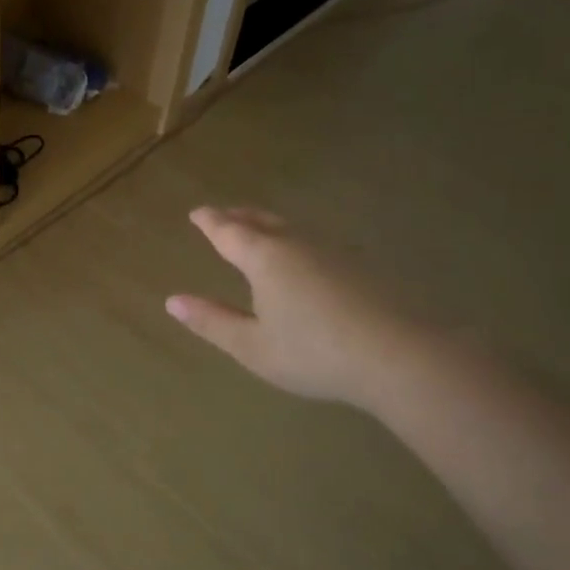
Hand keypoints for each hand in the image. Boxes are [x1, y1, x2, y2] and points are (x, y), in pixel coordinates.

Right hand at [166, 207, 388, 406]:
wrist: (397, 355)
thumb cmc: (313, 353)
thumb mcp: (252, 346)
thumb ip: (212, 322)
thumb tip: (172, 301)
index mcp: (264, 258)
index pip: (229, 232)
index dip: (210, 222)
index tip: (197, 213)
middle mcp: (296, 244)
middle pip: (262, 221)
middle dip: (239, 216)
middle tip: (224, 214)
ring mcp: (332, 251)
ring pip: (292, 228)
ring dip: (269, 225)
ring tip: (258, 230)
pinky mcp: (360, 266)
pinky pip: (315, 242)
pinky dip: (296, 241)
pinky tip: (304, 258)